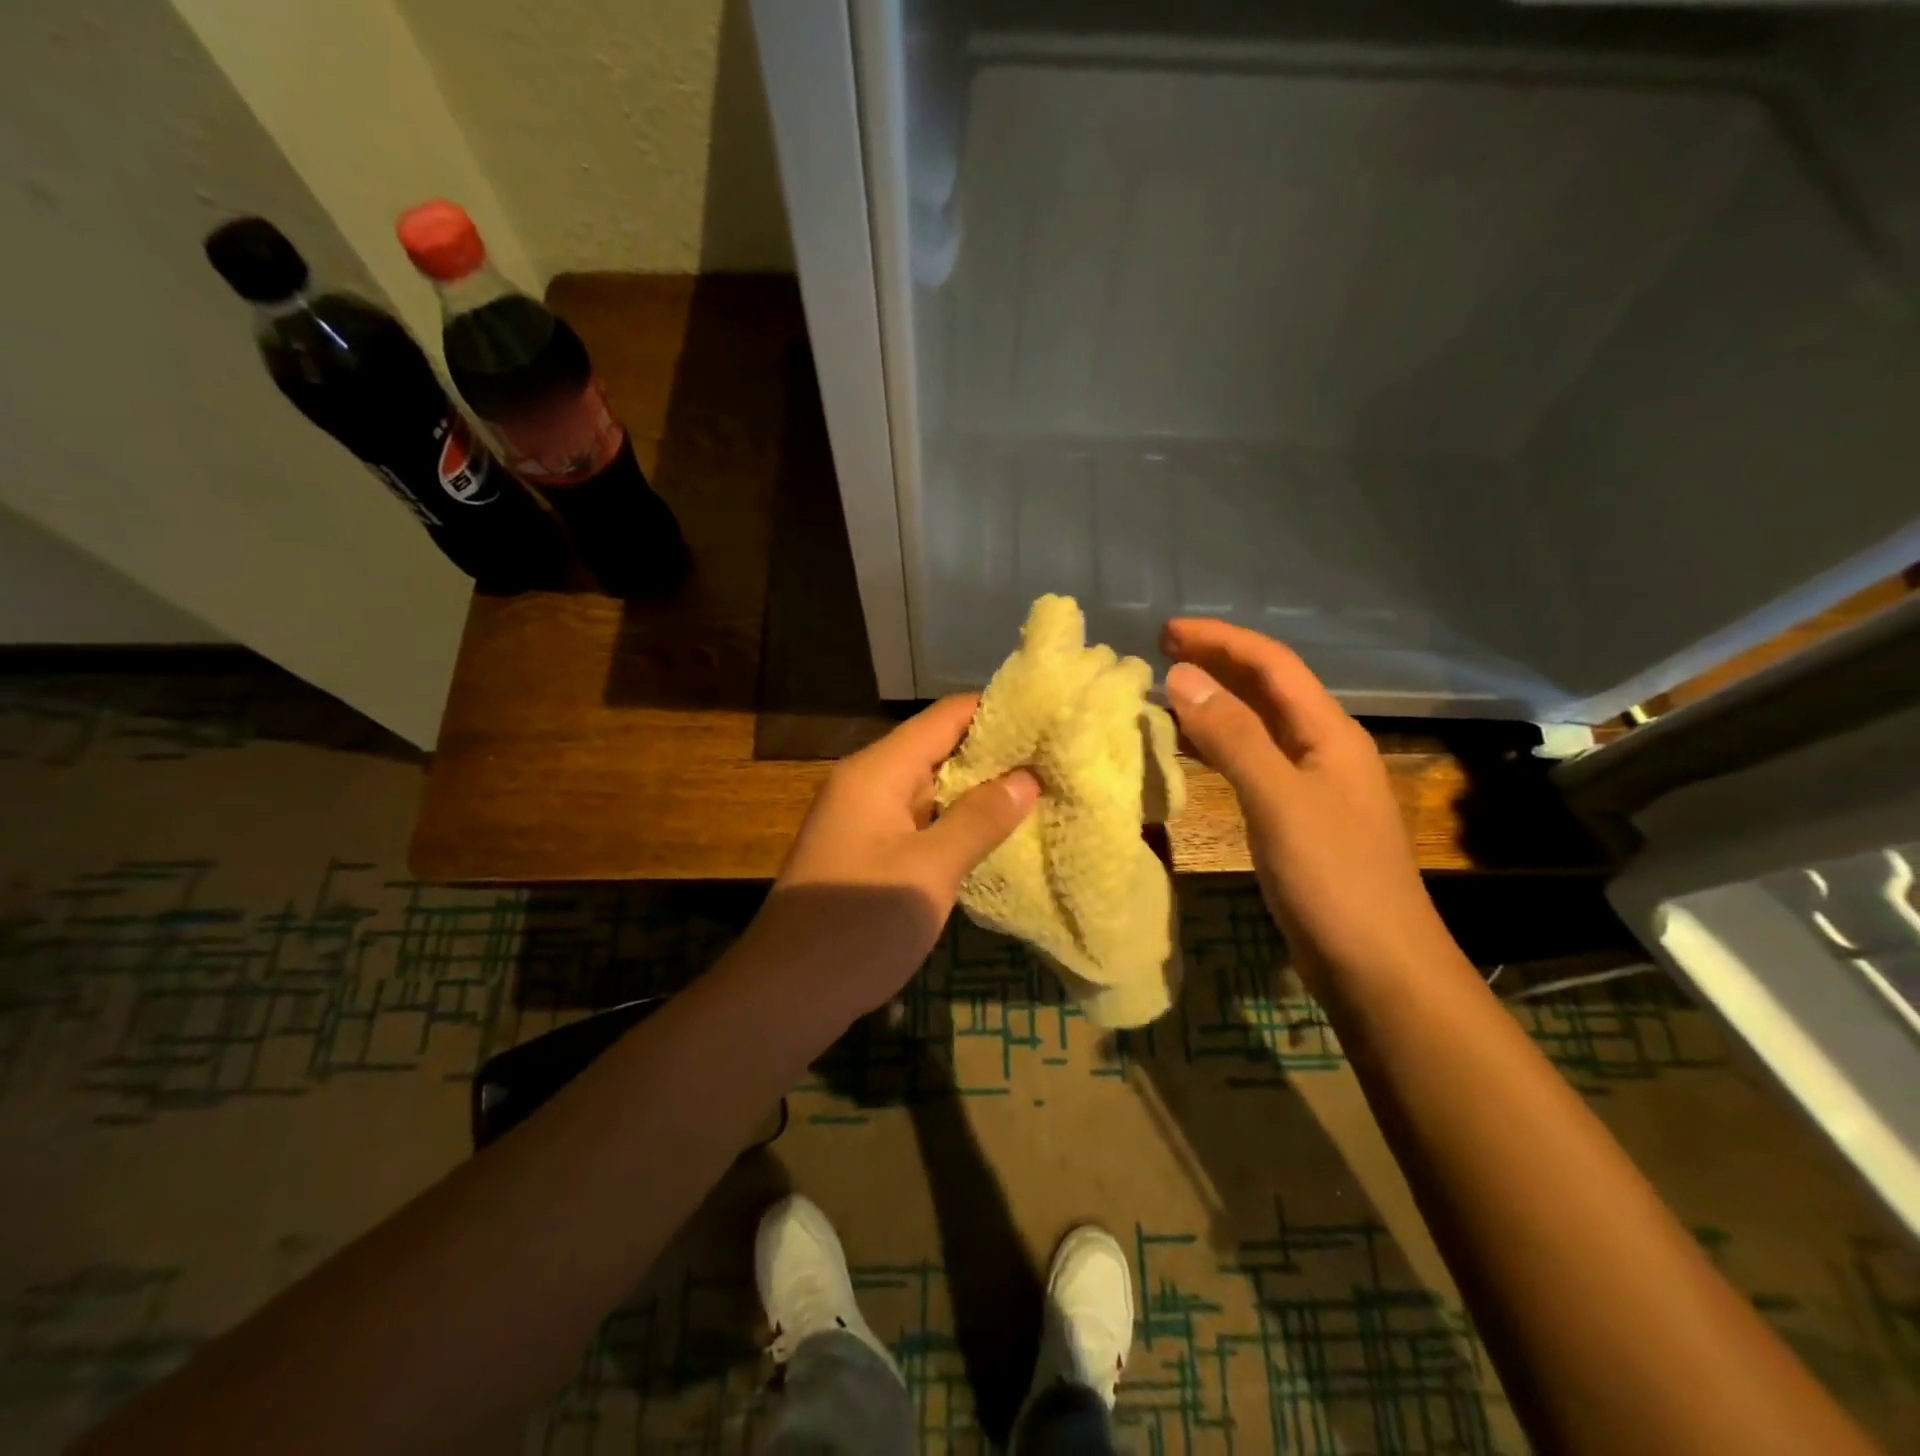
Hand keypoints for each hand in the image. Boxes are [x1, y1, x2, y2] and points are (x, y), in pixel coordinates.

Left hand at [750, 695, 1038, 1017]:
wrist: (787, 992)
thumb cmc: (860, 923)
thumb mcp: (930, 870)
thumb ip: (980, 819)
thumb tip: (1027, 777)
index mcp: (879, 770)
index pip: (947, 716)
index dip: (1000, 712)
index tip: (1052, 719)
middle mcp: (869, 782)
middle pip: (939, 747)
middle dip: (996, 753)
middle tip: (1057, 760)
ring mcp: (865, 817)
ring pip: (932, 787)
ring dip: (979, 790)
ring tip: (1041, 791)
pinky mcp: (868, 851)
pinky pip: (920, 820)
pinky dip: (957, 821)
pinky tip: (995, 834)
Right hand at [1161, 618, 1452, 987]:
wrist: (1378, 967)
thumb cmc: (1334, 878)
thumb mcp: (1279, 799)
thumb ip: (1232, 736)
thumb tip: (1182, 677)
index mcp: (1328, 733)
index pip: (1272, 665)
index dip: (1220, 640)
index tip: (1166, 632)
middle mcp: (1322, 749)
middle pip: (1266, 689)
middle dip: (1217, 664)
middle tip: (1159, 654)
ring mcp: (1310, 786)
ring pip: (1256, 727)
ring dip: (1214, 704)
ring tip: (1164, 695)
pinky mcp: (1295, 819)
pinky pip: (1251, 763)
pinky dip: (1217, 747)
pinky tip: (1189, 753)